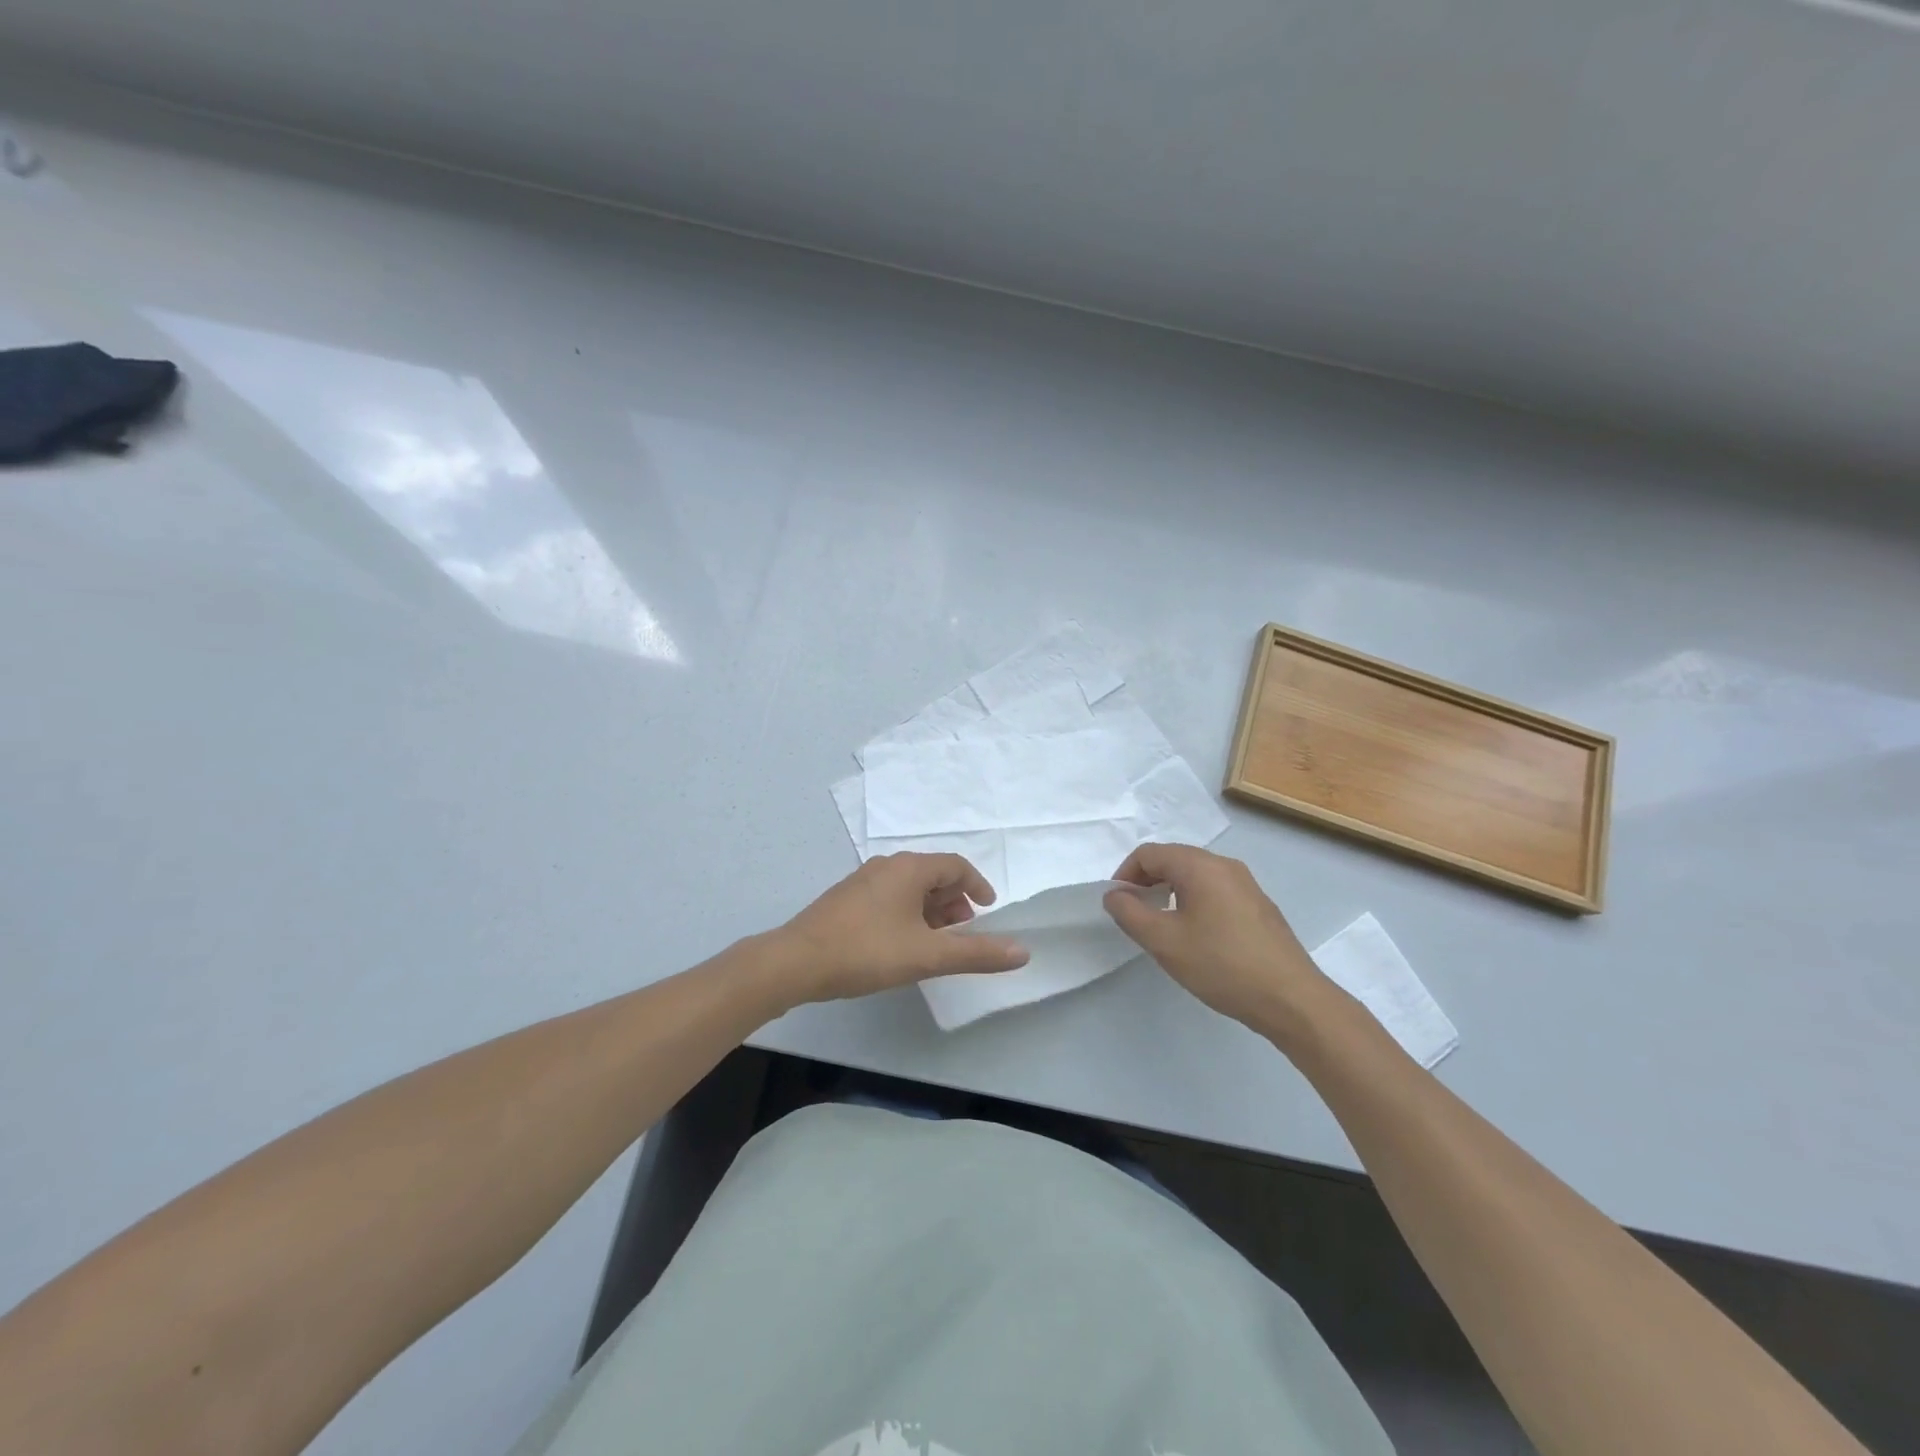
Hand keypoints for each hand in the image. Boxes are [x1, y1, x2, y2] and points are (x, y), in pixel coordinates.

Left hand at [776, 854, 1029, 1003]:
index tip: (988, 911)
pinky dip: (908, 913)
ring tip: (936, 941)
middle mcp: (887, 865)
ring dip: (931, 909)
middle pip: (933, 874)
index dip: (978, 885)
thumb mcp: (928, 956)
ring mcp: (863, 880)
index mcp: (910, 868)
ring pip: (909, 887)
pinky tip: (902, 943)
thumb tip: (1024, 951)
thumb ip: (977, 953)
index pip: (956, 865)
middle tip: (964, 931)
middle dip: (954, 900)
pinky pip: (889, 897)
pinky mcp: (846, 899)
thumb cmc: (867, 951)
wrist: (796, 962)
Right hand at [1103, 843, 1326, 1030]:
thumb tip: (1114, 894)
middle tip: (1135, 915)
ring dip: (1170, 892)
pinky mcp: (1258, 906)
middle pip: (1173, 859)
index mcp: (1200, 866)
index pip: (1149, 853)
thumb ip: (1130, 913)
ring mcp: (1246, 884)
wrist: (1291, 999)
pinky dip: (1194, 901)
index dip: (1125, 874)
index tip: (1117, 904)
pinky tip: (1196, 936)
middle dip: (1147, 881)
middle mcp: (1224, 865)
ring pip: (1195, 875)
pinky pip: (1215, 891)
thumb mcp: (1164, 941)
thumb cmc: (1221, 965)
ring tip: (1162, 927)